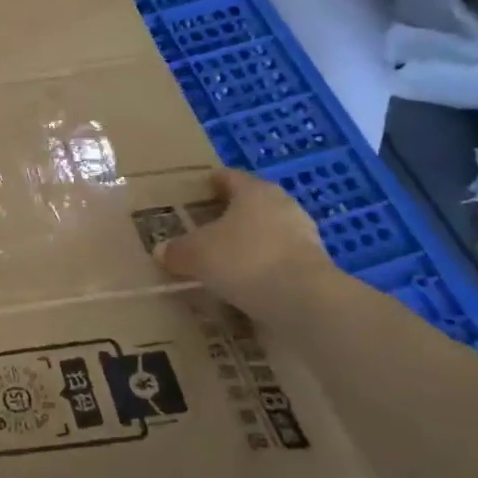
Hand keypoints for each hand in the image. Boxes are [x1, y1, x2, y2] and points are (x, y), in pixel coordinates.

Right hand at [157, 168, 333, 320]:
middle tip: (205, 227)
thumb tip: (162, 251)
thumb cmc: (243, 259)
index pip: (229, 177)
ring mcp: (304, 235)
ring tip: (224, 258)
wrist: (303, 300)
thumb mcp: (194, 254)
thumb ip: (177, 250)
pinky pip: (279, 259)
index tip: (197, 190)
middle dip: (230, 214)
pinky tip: (245, 281)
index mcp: (254, 191)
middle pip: (252, 203)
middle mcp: (282, 205)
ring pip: (268, 232)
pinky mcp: (315, 266)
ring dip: (249, 242)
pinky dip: (263, 266)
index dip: (211, 182)